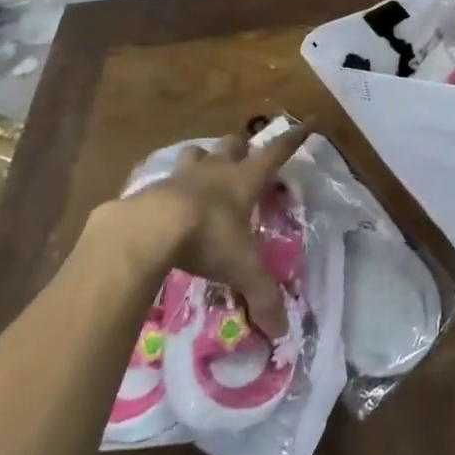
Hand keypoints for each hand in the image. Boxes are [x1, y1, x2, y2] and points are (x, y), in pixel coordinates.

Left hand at [97, 123, 308, 337]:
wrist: (147, 229)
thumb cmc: (206, 237)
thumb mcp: (240, 268)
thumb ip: (263, 295)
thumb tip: (283, 332)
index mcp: (245, 180)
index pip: (277, 151)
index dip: (294, 138)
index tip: (307, 122)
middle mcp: (217, 169)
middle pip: (234, 143)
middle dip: (240, 148)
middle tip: (242, 159)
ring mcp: (182, 175)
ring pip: (197, 152)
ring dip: (203, 158)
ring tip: (202, 173)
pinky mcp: (151, 187)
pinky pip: (163, 178)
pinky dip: (167, 186)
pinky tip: (164, 204)